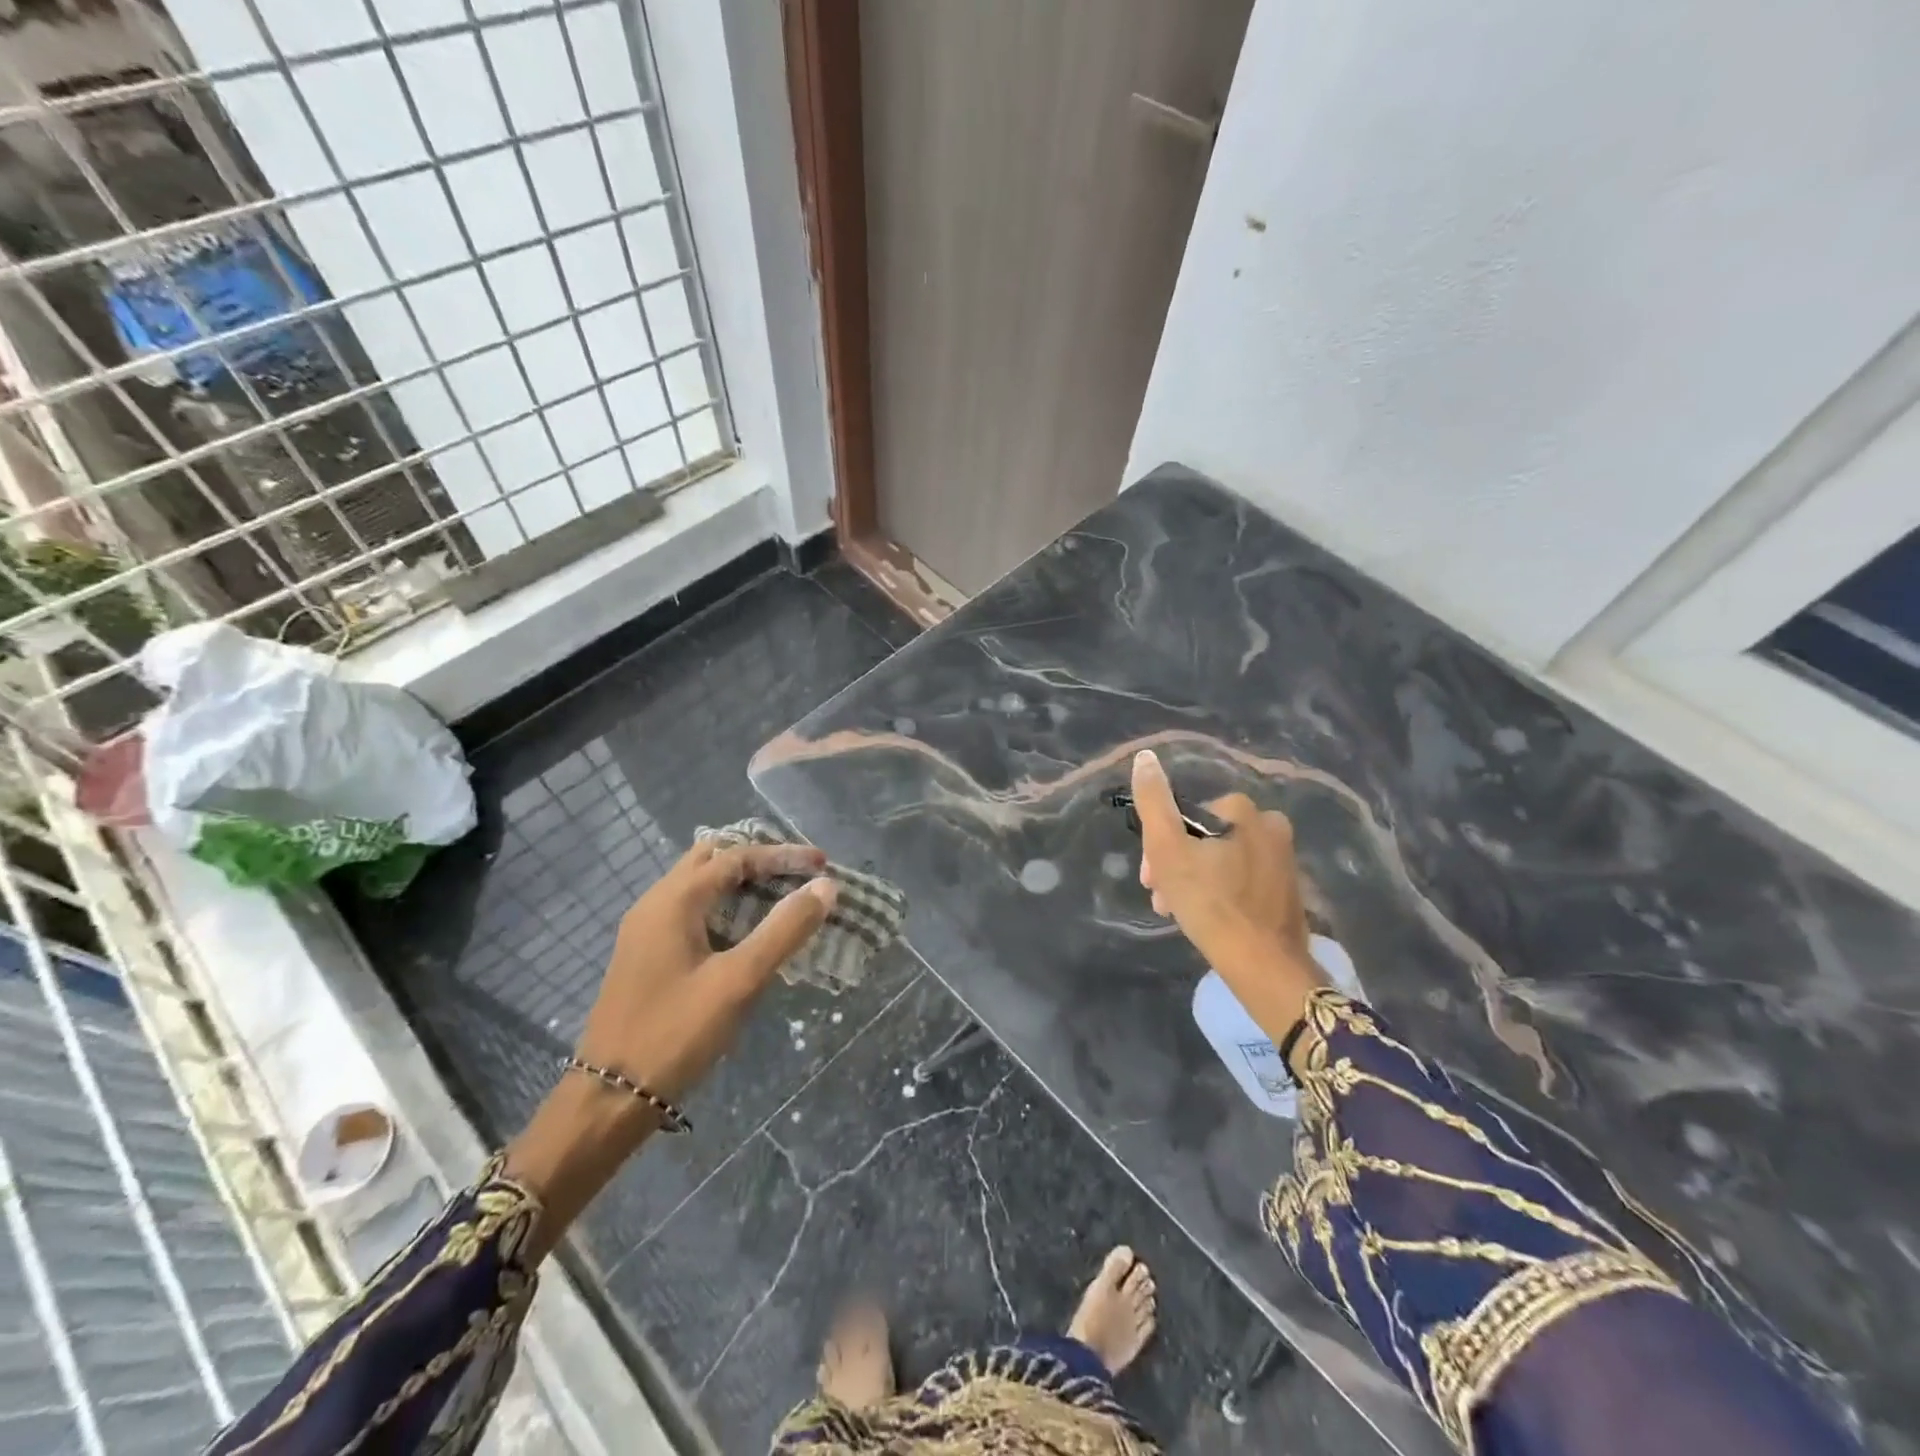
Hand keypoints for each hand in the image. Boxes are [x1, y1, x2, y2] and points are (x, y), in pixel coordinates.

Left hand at [576, 837, 835, 1100]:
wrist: (608, 1098)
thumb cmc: (675, 1033)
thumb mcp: (739, 981)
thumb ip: (784, 930)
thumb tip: (825, 887)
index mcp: (674, 900)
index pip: (736, 856)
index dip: (782, 855)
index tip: (822, 863)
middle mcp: (655, 903)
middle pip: (712, 859)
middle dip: (758, 860)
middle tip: (798, 875)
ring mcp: (646, 930)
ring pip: (699, 886)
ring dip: (740, 884)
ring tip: (781, 899)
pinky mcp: (646, 955)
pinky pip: (691, 911)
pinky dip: (724, 908)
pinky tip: (747, 934)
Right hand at [1131, 749, 1324, 1044]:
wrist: (1265, 966)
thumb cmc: (1211, 904)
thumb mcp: (1168, 850)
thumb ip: (1153, 801)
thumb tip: (1145, 757)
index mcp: (1243, 810)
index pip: (1184, 816)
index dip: (1159, 845)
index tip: (1149, 878)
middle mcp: (1270, 825)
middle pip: (1203, 837)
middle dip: (1175, 865)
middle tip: (1161, 897)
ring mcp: (1283, 858)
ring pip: (1220, 859)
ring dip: (1193, 880)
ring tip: (1178, 912)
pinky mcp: (1288, 888)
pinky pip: (1241, 878)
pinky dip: (1220, 892)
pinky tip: (1208, 916)